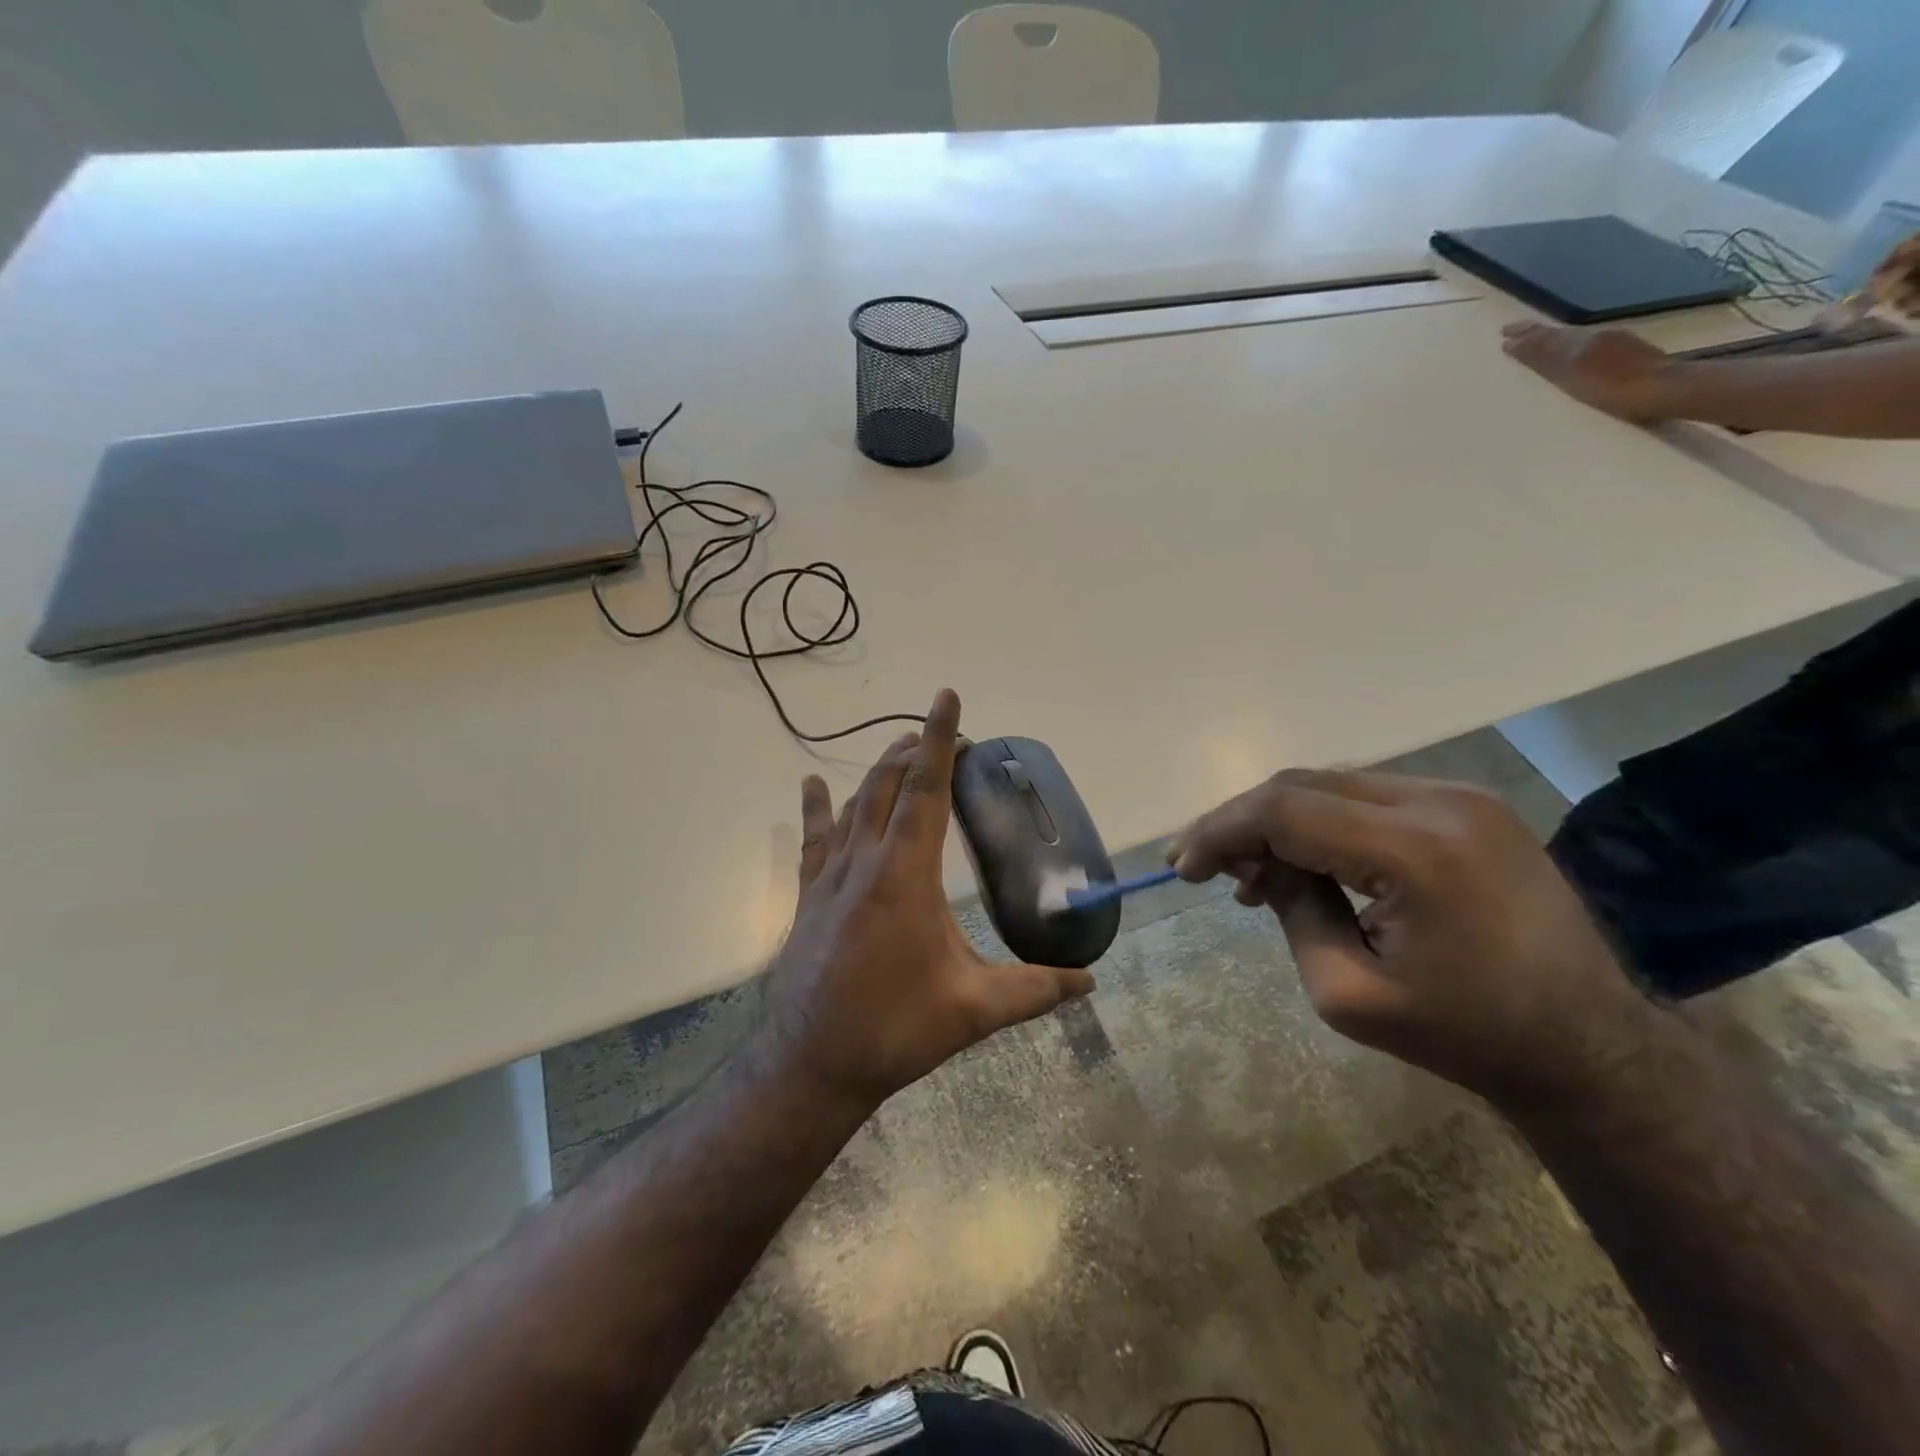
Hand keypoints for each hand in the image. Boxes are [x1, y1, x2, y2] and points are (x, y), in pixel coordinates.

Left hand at [760, 689, 1094, 1109]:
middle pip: (887, 784)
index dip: (939, 740)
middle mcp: (865, 860)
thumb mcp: (973, 1009)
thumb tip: (1089, 982)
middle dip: (914, 750)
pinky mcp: (809, 895)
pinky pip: (814, 838)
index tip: (947, 698)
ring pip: (855, 804)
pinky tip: (812, 784)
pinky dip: (818, 807)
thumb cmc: (894, 1028)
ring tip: (902, 753)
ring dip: (879, 772)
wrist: (810, 1062)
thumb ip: (1034, 990)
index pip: (926, 788)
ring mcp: (830, 876)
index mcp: (906, 874)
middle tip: (943, 738)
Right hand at [1171, 770, 1649, 1108]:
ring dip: (1280, 820)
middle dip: (1242, 821)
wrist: (1590, 1046)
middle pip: (1303, 784)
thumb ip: (1290, 912)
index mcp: (1415, 851)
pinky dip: (1322, 821)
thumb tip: (1255, 864)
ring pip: (1332, 783)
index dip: (1220, 831)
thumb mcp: (1348, 993)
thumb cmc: (1465, 1035)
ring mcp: (1462, 796)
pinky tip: (1308, 859)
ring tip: (1253, 872)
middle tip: (1206, 867)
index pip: (1284, 810)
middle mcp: (1440, 802)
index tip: (1182, 866)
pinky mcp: (1470, 805)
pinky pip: (1368, 796)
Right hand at [1502, 321, 1675, 421]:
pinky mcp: (1629, 351)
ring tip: (1539, 338)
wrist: (1664, 388)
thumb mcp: (1570, 375)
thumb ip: (1543, 359)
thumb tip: (1515, 343)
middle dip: (1535, 333)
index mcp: (1578, 342)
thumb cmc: (1611, 390)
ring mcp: (1614, 341)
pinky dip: (1574, 343)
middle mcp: (1594, 336)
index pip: (1543, 338)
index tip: (1504, 338)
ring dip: (1553, 337)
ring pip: (1575, 336)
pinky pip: (1591, 342)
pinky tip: (1574, 349)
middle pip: (1559, 333)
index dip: (1523, 339)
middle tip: (1514, 330)